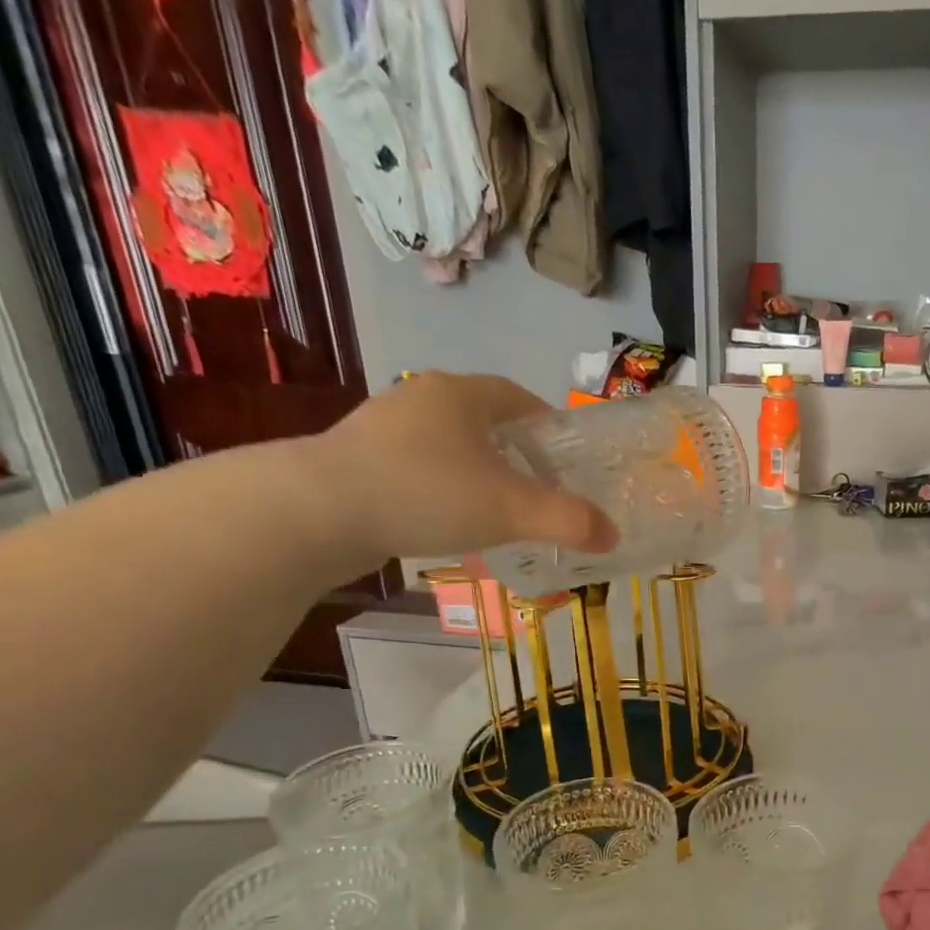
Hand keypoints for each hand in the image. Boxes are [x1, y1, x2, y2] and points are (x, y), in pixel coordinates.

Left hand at [299, 374, 619, 566]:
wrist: (316, 512)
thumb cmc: (427, 493)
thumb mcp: (512, 509)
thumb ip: (569, 520)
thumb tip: (613, 534)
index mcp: (462, 394)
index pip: (519, 397)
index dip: (548, 425)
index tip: (567, 457)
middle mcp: (421, 398)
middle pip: (484, 420)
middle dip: (515, 450)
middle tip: (539, 488)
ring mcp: (382, 427)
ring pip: (448, 445)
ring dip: (476, 470)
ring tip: (496, 509)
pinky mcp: (356, 459)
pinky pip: (417, 468)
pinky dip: (441, 488)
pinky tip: (446, 520)